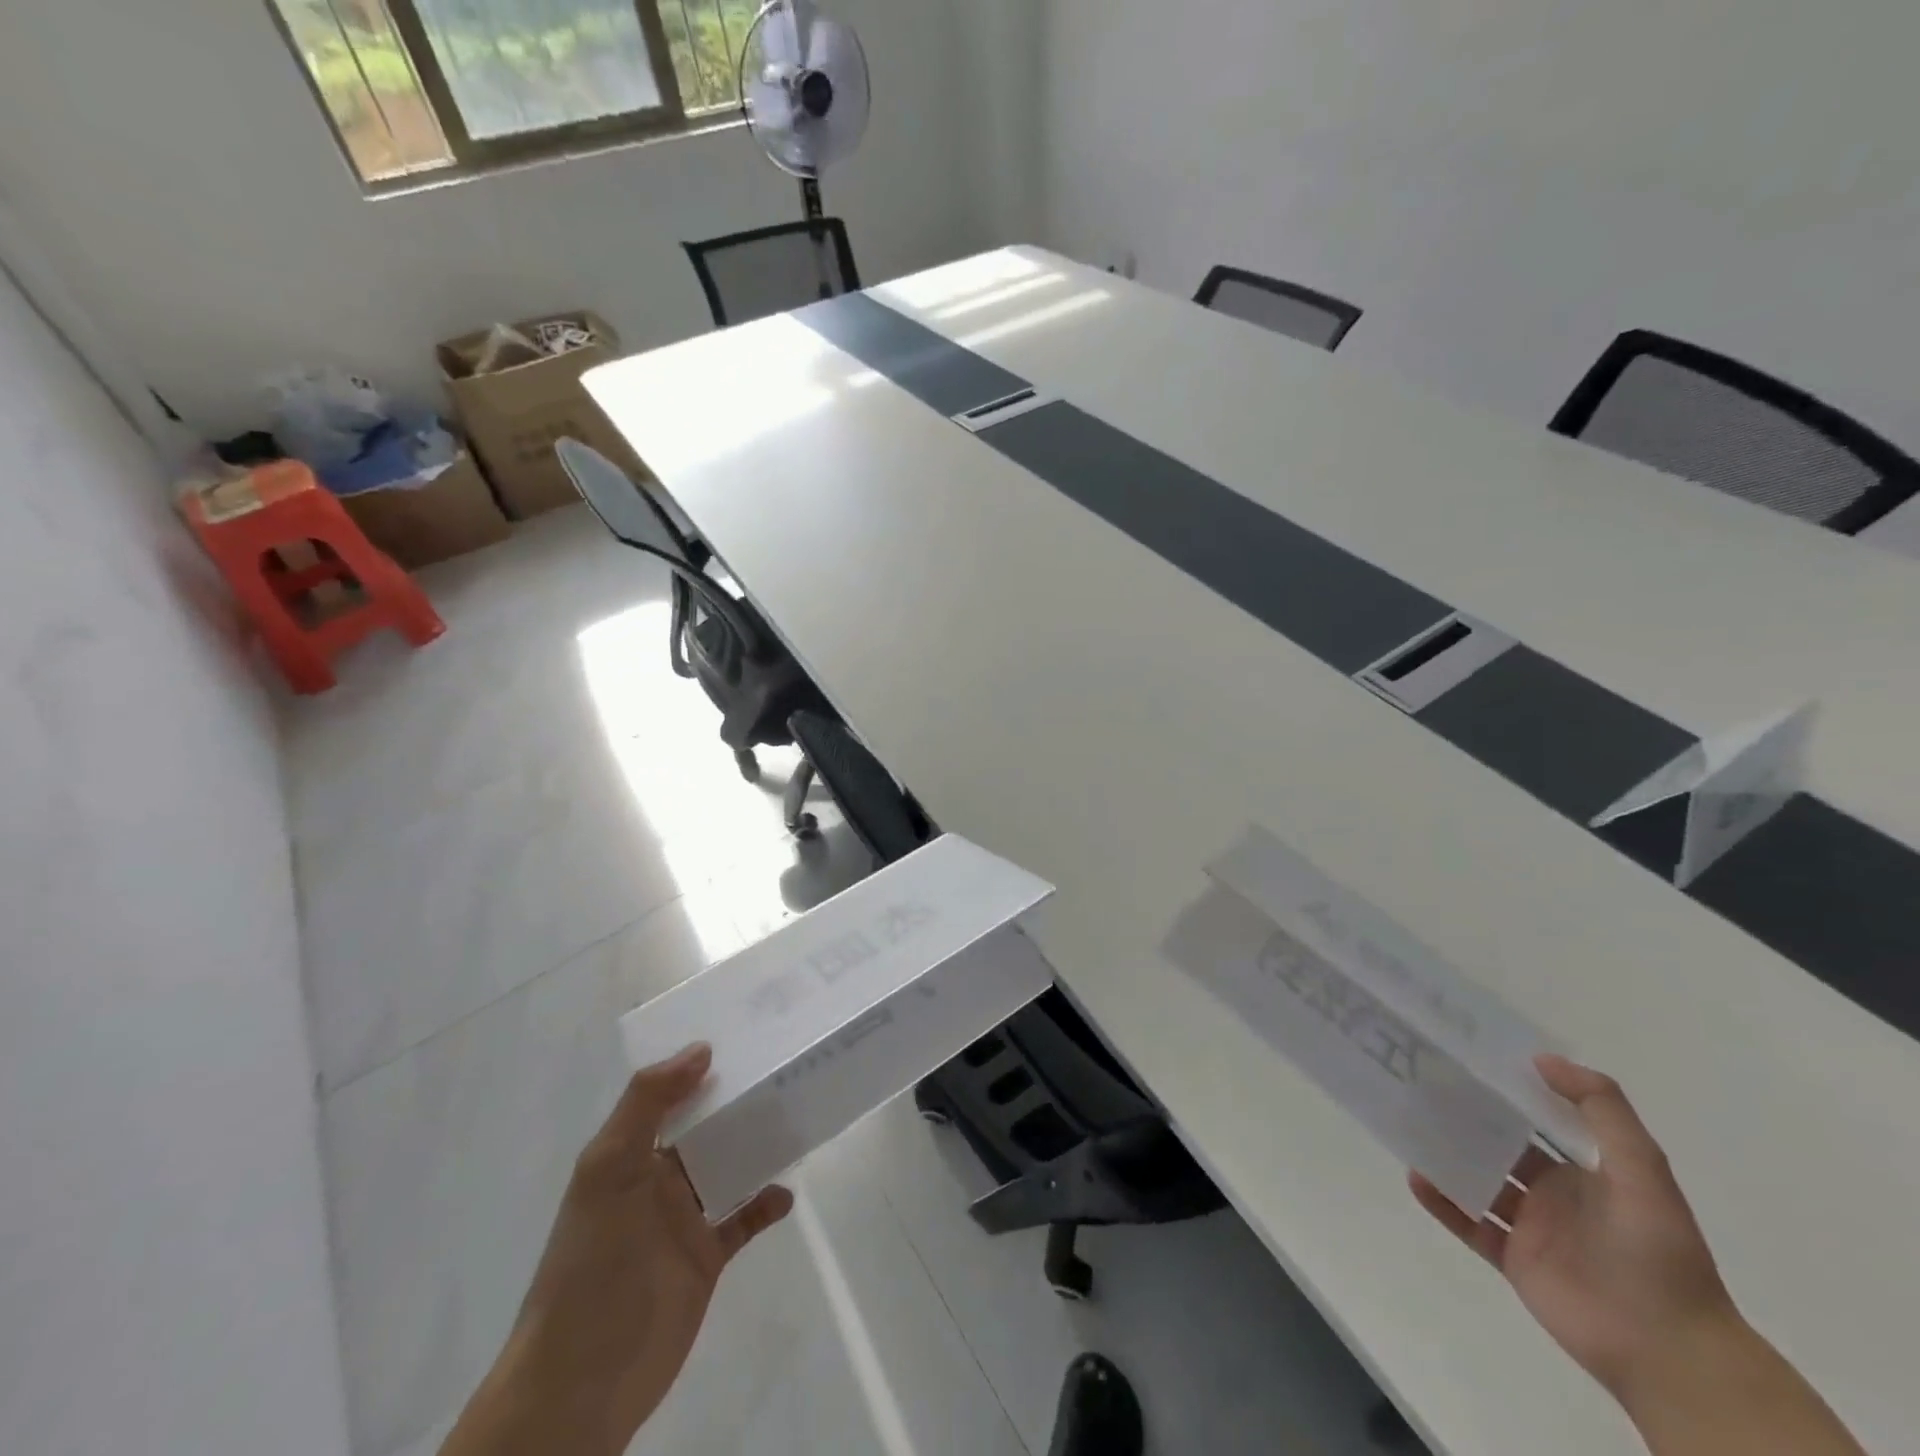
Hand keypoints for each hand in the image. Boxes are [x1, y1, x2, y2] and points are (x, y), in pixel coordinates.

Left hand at [443, 1044, 791, 1455]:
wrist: (582, 1380)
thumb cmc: (591, 1262)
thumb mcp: (609, 1170)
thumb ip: (648, 1104)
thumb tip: (701, 1049)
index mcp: (629, 1153)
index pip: (668, 1095)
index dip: (699, 1065)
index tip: (745, 1032)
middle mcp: (656, 1179)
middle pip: (704, 1127)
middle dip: (738, 1100)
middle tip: (785, 1065)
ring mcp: (682, 1219)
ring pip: (727, 1166)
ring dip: (757, 1145)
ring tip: (796, 1116)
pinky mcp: (705, 1258)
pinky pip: (742, 1219)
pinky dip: (764, 1204)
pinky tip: (786, 1193)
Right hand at [1409, 1055, 1738, 1402]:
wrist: (1668, 1350)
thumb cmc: (1658, 1252)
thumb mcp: (1644, 1170)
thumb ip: (1602, 1110)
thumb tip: (1542, 1060)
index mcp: (1584, 1173)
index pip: (1537, 1122)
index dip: (1508, 1093)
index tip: (1467, 1061)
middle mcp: (1553, 1195)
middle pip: (1499, 1147)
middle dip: (1465, 1120)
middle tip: (1422, 1086)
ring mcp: (1530, 1228)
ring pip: (1477, 1182)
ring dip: (1447, 1157)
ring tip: (1409, 1126)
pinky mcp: (1512, 1260)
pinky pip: (1468, 1224)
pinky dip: (1441, 1201)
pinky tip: (1415, 1176)